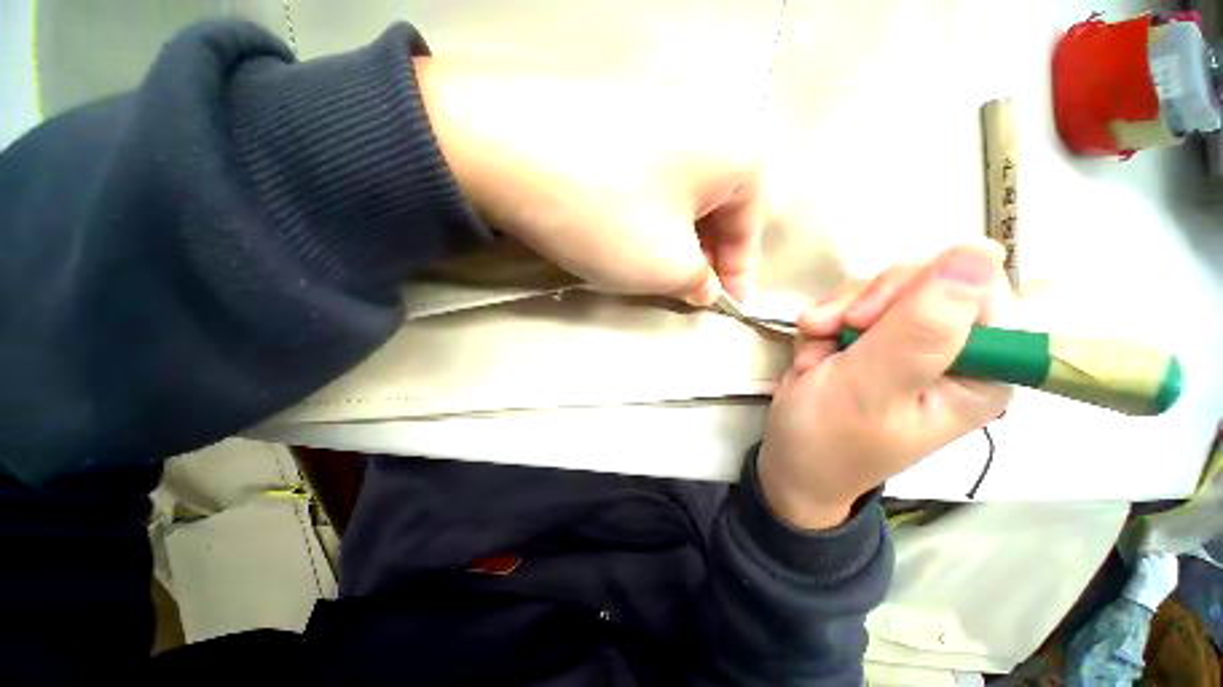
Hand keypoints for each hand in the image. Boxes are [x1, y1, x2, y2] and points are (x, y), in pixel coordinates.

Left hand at [415, 58, 763, 304]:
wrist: (500, 146)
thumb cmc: (605, 214)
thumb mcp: (665, 265)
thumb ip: (698, 281)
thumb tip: (706, 286)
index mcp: (736, 150)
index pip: (750, 226)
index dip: (739, 273)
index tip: (727, 306)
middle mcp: (705, 118)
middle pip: (716, 207)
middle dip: (705, 256)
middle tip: (687, 291)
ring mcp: (655, 108)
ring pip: (680, 194)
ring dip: (674, 237)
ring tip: (655, 268)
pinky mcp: (614, 114)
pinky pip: (647, 177)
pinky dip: (646, 213)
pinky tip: (625, 231)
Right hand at [758, 242, 1014, 529]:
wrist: (791, 460)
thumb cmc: (831, 436)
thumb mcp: (872, 386)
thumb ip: (922, 326)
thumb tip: (981, 249)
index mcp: (983, 370)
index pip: (980, 288)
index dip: (920, 288)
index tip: (865, 319)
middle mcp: (954, 350)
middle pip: (924, 280)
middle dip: (865, 304)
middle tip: (832, 333)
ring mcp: (908, 343)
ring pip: (879, 289)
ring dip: (834, 317)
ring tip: (815, 357)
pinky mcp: (871, 340)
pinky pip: (848, 305)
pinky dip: (821, 326)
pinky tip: (811, 356)